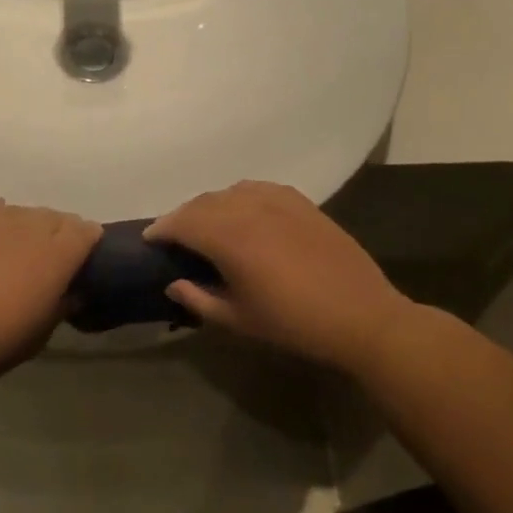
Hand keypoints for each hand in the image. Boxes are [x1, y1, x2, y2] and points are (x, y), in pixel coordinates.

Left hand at [0, 199, 101, 384]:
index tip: (83, 259)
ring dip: (23, 228)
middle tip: (47, 260)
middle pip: (53, 218)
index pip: (86, 231)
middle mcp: (28, 225)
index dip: (88, 242)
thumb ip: (61, 305)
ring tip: (12, 251)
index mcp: (56, 253)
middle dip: (57, 234)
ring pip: (19, 213)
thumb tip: (72, 291)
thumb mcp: (40, 334)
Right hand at [145, 181, 410, 369]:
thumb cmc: (294, 324)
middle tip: (174, 236)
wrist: (362, 317)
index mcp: (230, 239)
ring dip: (210, 205)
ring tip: (207, 224)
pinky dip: (240, 196)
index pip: (182, 222)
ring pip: (230, 192)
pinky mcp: (301, 203)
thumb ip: (198, 299)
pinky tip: (243, 211)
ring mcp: (278, 202)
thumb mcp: (238, 320)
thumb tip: (173, 283)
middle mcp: (249, 210)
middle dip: (182, 217)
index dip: (162, 228)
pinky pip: (259, 188)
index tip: (150, 239)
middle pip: (203, 203)